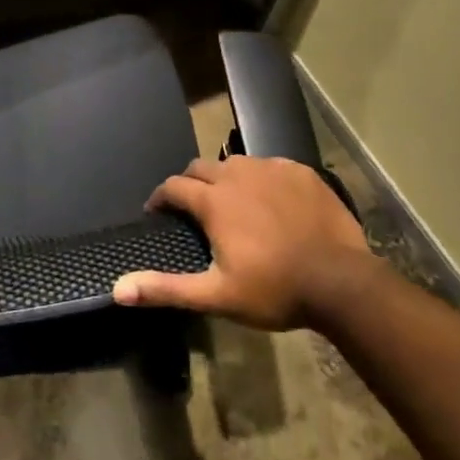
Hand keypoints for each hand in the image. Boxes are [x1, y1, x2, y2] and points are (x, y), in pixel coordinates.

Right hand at [113, 156, 380, 330]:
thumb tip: (117, 289)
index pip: (173, 186)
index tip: (157, 213)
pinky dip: (260, 179)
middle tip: (192, 209)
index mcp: (213, 200)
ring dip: (225, 179)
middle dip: (189, 184)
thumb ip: (166, 288)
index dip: (159, 198)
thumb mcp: (216, 295)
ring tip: (230, 203)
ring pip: (235, 164)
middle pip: (201, 167)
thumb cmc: (274, 290)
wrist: (341, 282)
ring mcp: (272, 169)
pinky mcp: (300, 171)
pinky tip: (270, 201)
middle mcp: (237, 174)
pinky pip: (269, 166)